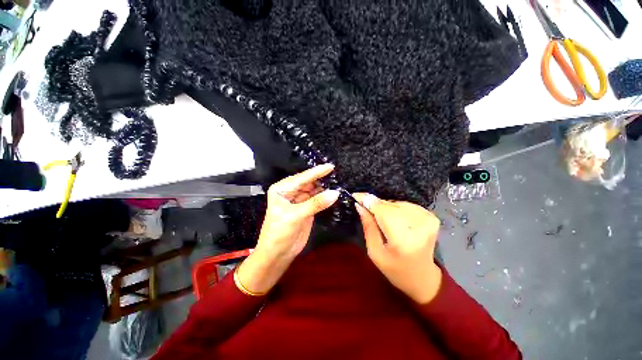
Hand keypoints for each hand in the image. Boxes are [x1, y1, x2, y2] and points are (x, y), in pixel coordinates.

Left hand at [237, 164, 339, 294]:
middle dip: (321, 179)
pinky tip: (333, 193)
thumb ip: (316, 203)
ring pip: (313, 190)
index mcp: (282, 189)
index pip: (301, 178)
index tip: (330, 166)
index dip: (316, 172)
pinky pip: (317, 200)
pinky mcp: (306, 208)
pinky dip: (325, 197)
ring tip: (337, 181)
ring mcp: (299, 200)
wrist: (277, 254)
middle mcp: (290, 192)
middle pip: (308, 182)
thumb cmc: (280, 233)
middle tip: (336, 174)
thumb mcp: (296, 216)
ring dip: (324, 188)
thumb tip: (335, 192)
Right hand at [353, 193, 442, 303]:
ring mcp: (427, 219)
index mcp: (402, 239)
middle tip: (366, 210)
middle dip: (375, 205)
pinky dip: (396, 209)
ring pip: (396, 203)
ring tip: (383, 220)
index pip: (382, 210)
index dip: (367, 200)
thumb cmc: (395, 269)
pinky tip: (395, 220)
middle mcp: (418, 226)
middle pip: (388, 204)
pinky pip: (405, 204)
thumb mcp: (374, 252)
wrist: (423, 277)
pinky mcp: (431, 216)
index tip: (355, 196)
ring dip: (385, 207)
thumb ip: (368, 226)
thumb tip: (359, 205)